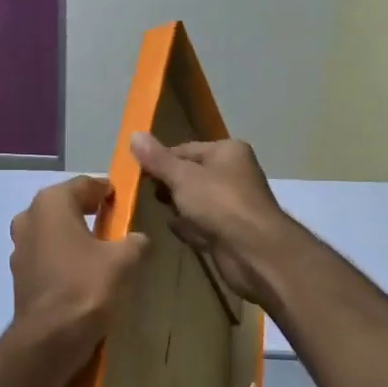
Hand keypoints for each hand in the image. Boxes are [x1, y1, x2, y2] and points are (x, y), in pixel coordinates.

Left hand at [8, 176, 148, 373]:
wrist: (49, 339)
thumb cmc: (86, 286)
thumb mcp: (124, 260)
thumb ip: (135, 241)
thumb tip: (138, 239)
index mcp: (51, 202)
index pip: (85, 184)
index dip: (107, 190)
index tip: (126, 200)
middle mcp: (29, 217)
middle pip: (65, 206)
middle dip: (89, 212)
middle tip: (116, 224)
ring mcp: (19, 247)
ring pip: (53, 232)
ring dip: (74, 236)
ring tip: (102, 251)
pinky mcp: (19, 275)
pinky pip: (47, 256)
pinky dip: (63, 258)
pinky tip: (83, 274)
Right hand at [129, 133, 294, 304]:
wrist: (254, 252)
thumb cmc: (219, 204)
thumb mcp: (182, 177)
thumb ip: (157, 159)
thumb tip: (134, 134)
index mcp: (227, 152)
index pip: (184, 150)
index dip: (160, 161)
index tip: (138, 174)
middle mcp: (233, 174)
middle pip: (190, 176)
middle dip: (169, 187)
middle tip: (148, 195)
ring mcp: (233, 205)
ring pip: (195, 202)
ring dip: (178, 210)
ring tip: (162, 214)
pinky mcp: (230, 232)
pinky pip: (202, 225)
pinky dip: (191, 229)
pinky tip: (180, 233)